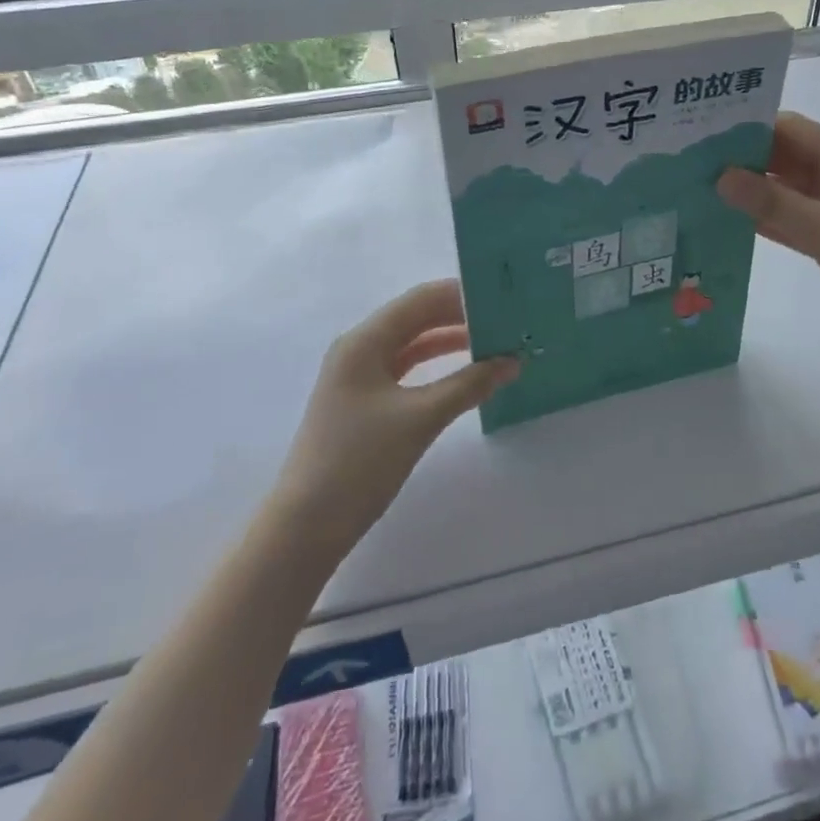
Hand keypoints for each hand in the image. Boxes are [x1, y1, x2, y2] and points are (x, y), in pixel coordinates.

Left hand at [273, 281, 517, 566]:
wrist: (306, 525)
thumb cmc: (360, 462)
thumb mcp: (421, 418)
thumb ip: (469, 385)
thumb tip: (514, 362)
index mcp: (365, 341)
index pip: (421, 299)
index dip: (463, 294)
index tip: (504, 298)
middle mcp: (359, 348)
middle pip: (417, 317)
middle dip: (461, 316)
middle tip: (507, 320)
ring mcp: (359, 375)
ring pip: (413, 343)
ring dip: (451, 340)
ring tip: (497, 342)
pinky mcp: (364, 401)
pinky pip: (407, 368)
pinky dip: (437, 366)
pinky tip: (467, 371)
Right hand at [717, 112, 819, 371]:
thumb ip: (774, 204)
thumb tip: (721, 176)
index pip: (793, 130)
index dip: (751, 126)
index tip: (704, 133)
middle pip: (786, 159)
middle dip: (744, 158)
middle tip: (691, 163)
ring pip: (786, 193)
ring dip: (752, 192)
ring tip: (700, 190)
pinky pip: (792, 224)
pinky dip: (766, 222)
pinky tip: (729, 224)